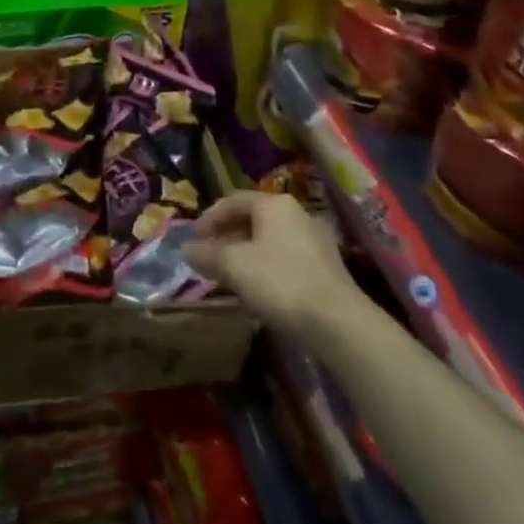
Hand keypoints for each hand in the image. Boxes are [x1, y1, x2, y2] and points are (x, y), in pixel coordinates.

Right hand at [184, 191, 355, 348]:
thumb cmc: (279, 282)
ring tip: (229, 276)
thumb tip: (186, 250)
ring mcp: (316, 240)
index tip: (192, 240)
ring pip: (269, 239)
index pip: (232, 201)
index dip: (208, 219)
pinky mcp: (327, 267)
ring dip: (245, 253)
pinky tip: (258, 290)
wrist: (338, 323)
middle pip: (252, 219)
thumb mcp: (232, 266)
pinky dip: (265, 267)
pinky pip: (286, 258)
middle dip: (226, 237)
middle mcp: (297, 214)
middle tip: (208, 257)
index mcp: (274, 204)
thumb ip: (205, 254)